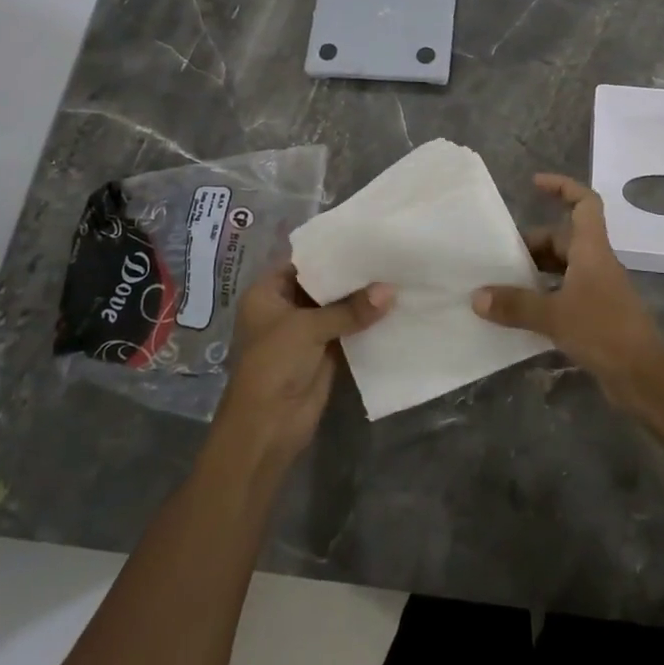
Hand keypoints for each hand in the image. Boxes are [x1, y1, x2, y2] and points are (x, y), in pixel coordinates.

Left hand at [212, 265, 390, 467]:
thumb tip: (391, 290)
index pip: (303, 261)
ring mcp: (305, 331)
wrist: (267, 427)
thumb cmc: (274, 365)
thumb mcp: (309, 329)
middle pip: (322, 284)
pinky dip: (365, 321)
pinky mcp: (324, 352)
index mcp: (267, 292)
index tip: (365, 236)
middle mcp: (285, 307)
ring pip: (337, 307)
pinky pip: (347, 329)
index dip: (331, 251)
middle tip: (387, 252)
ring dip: (361, 298)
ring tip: (396, 273)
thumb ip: (350, 309)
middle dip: (351, 274)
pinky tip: (393, 306)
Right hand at [473, 173, 663, 402]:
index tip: (534, 184)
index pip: (585, 203)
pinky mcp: (597, 315)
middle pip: (564, 238)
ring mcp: (598, 290)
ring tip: (504, 283)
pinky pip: (565, 293)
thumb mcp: (554, 315)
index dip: (562, 187)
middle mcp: (596, 263)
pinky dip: (544, 296)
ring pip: (563, 268)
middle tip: (500, 256)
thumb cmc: (604, 331)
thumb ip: (515, 304)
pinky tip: (522, 313)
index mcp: (592, 250)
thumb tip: (477, 296)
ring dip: (537, 271)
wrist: (644, 377)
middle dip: (533, 243)